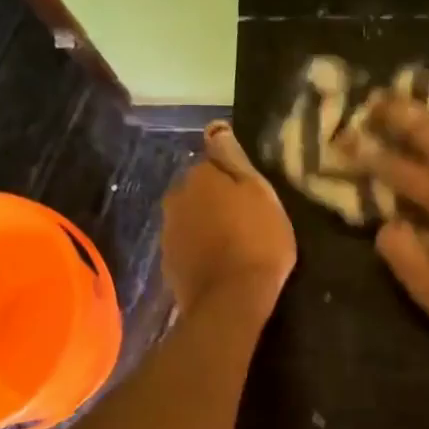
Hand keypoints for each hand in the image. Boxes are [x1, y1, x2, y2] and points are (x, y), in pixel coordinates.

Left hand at [162, 122, 295, 317]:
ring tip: (235, 245)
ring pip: (191, 218)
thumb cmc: (257, 241)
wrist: (231, 300)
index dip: (235, 179)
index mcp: (199, 176)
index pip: (215, 163)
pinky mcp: (168, 262)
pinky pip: (188, 245)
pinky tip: (220, 263)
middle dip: (217, 201)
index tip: (253, 198)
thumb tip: (215, 128)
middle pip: (199, 191)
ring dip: (208, 225)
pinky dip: (201, 249)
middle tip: (247, 222)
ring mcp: (168, 231)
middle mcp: (175, 197)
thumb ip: (234, 159)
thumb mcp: (260, 193)